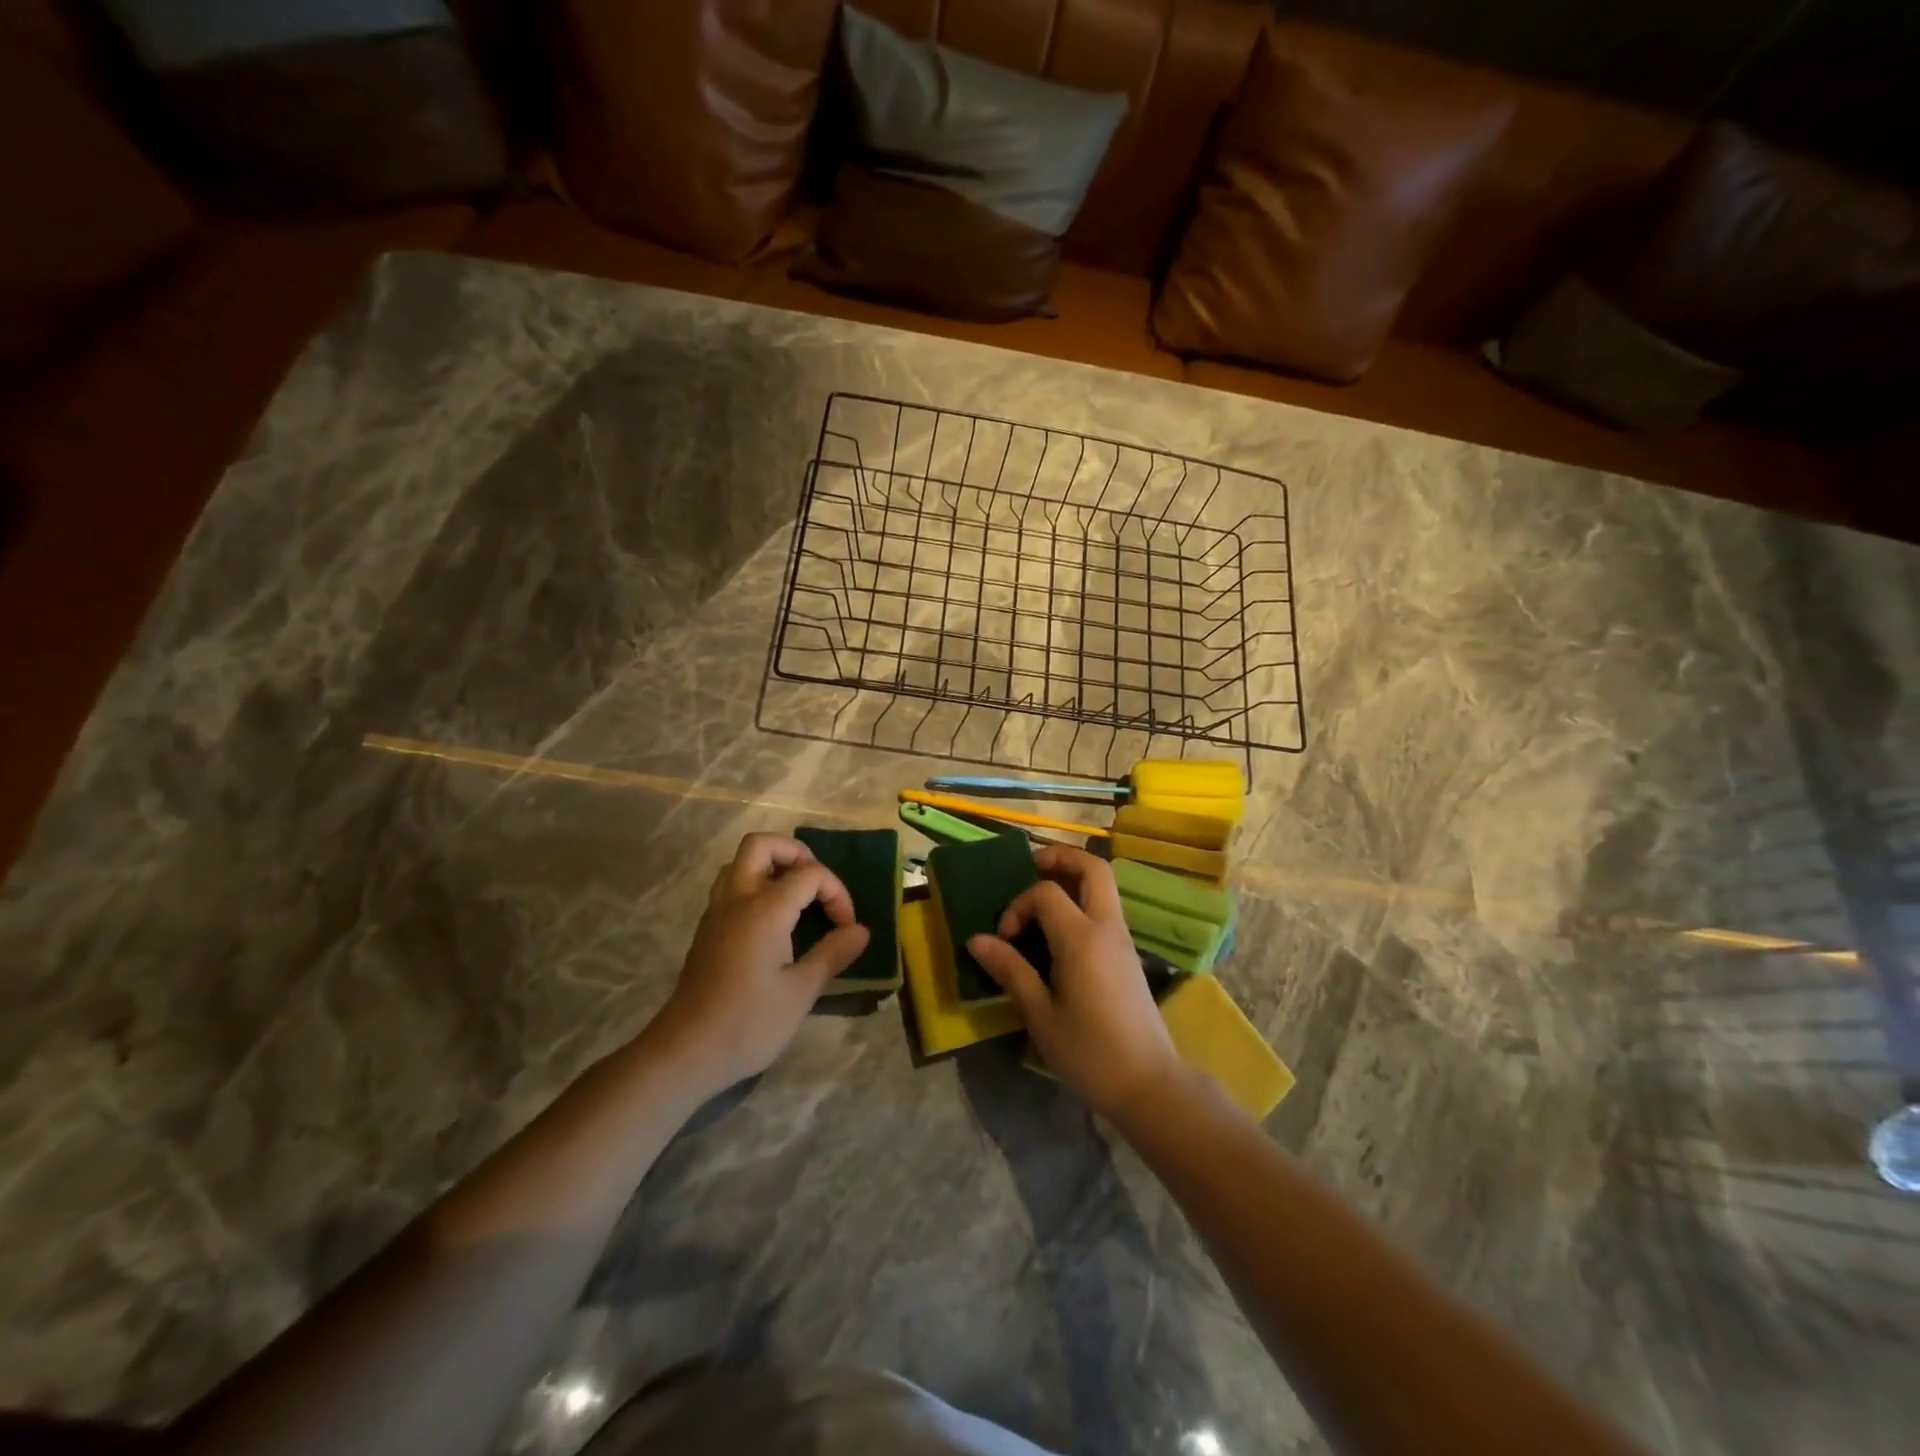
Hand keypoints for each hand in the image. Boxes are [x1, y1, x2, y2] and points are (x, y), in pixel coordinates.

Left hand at [652, 833, 870, 1091]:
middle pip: (762, 844)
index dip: (837, 893)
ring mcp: (716, 912)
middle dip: (796, 854)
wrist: (685, 1053)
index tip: (847, 928)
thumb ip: (833, 954)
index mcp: (764, 908)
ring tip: (797, 899)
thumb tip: (861, 931)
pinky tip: (773, 922)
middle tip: (817, 886)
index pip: (810, 873)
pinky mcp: (707, 930)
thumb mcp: (801, 992)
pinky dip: (756, 886)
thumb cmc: (748, 1023)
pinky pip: (731, 886)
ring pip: (741, 863)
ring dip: (772, 867)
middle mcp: (737, 899)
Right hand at [967, 845, 1182, 1120]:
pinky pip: (1105, 907)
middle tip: (1029, 868)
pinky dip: (1082, 900)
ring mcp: (1122, 938)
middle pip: (1093, 867)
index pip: (1046, 892)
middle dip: (1060, 857)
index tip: (1004, 938)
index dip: (1018, 904)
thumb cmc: (1089, 1052)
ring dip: (1072, 877)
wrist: (1149, 1084)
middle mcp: (1107, 927)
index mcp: (1082, 938)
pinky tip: (1058, 929)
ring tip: (1039, 895)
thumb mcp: (1040, 1015)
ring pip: (1103, 885)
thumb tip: (977, 939)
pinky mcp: (1127, 953)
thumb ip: (1010, 970)